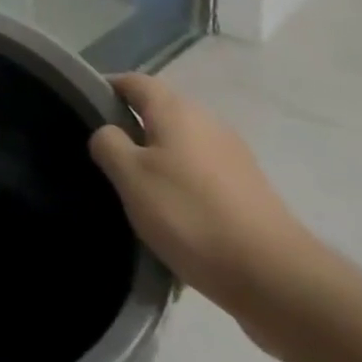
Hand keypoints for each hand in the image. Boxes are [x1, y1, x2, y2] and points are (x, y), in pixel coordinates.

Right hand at [90, 73, 319, 320]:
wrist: (277, 279)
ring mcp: (233, 157)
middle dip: (131, 131)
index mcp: (176, 109)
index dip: (106, 90)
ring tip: (138, 197)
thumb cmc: (192, 216)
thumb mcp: (131, 178)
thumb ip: (108, 144)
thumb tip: (108, 132)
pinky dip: (184, 190)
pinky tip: (175, 223)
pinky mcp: (249, 191)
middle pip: (159, 113)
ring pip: (181, 148)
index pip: (133, 82)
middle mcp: (207, 122)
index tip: (83, 113)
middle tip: (105, 160)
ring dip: (158, 164)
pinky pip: (203, 178)